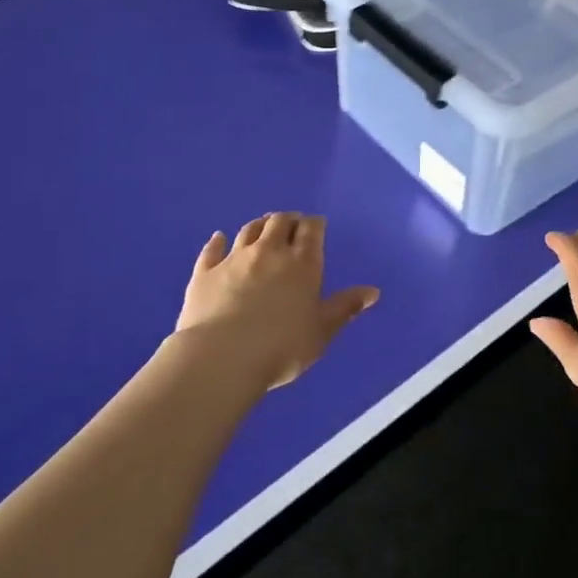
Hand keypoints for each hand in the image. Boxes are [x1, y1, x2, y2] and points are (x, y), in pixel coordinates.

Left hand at [171, 213, 379, 390]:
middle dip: (288, 220)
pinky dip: (217, 242)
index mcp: (302, 263)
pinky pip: (212, 250)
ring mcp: (234, 259)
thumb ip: (345, 308)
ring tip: (263, 226)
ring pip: (248, 230)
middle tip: (291, 224)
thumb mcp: (321, 331)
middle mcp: (269, 252)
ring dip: (258, 225)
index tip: (316, 225)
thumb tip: (373, 291)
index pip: (311, 230)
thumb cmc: (282, 347)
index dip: (314, 224)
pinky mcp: (205, 272)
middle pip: (279, 223)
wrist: (223, 357)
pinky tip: (218, 238)